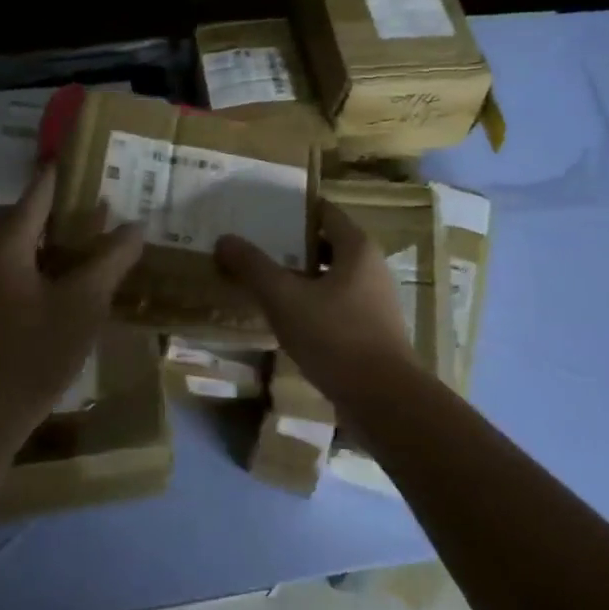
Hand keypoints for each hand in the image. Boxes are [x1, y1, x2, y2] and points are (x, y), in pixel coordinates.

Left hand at [0, 164, 143, 444]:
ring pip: (8, 243)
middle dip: (46, 206)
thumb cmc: (36, 351)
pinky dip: (32, 261)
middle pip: (13, 214)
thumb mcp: (85, 303)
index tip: (84, 157)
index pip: (36, 194)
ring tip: (80, 244)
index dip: (60, 174)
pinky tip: (61, 284)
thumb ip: (111, 260)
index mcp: (7, 245)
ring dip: (40, 236)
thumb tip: (136, 226)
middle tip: (84, 209)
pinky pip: (6, 267)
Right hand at [215, 201, 415, 397]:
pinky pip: (336, 305)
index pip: (325, 212)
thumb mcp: (285, 299)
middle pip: (327, 244)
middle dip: (291, 245)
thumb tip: (224, 239)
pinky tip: (287, 319)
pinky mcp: (372, 331)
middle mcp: (371, 267)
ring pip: (331, 277)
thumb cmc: (336, 337)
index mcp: (357, 248)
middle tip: (255, 246)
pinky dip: (312, 304)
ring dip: (300, 277)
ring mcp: (375, 301)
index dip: (294, 209)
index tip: (262, 212)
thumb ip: (253, 267)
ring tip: (263, 282)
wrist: (384, 400)